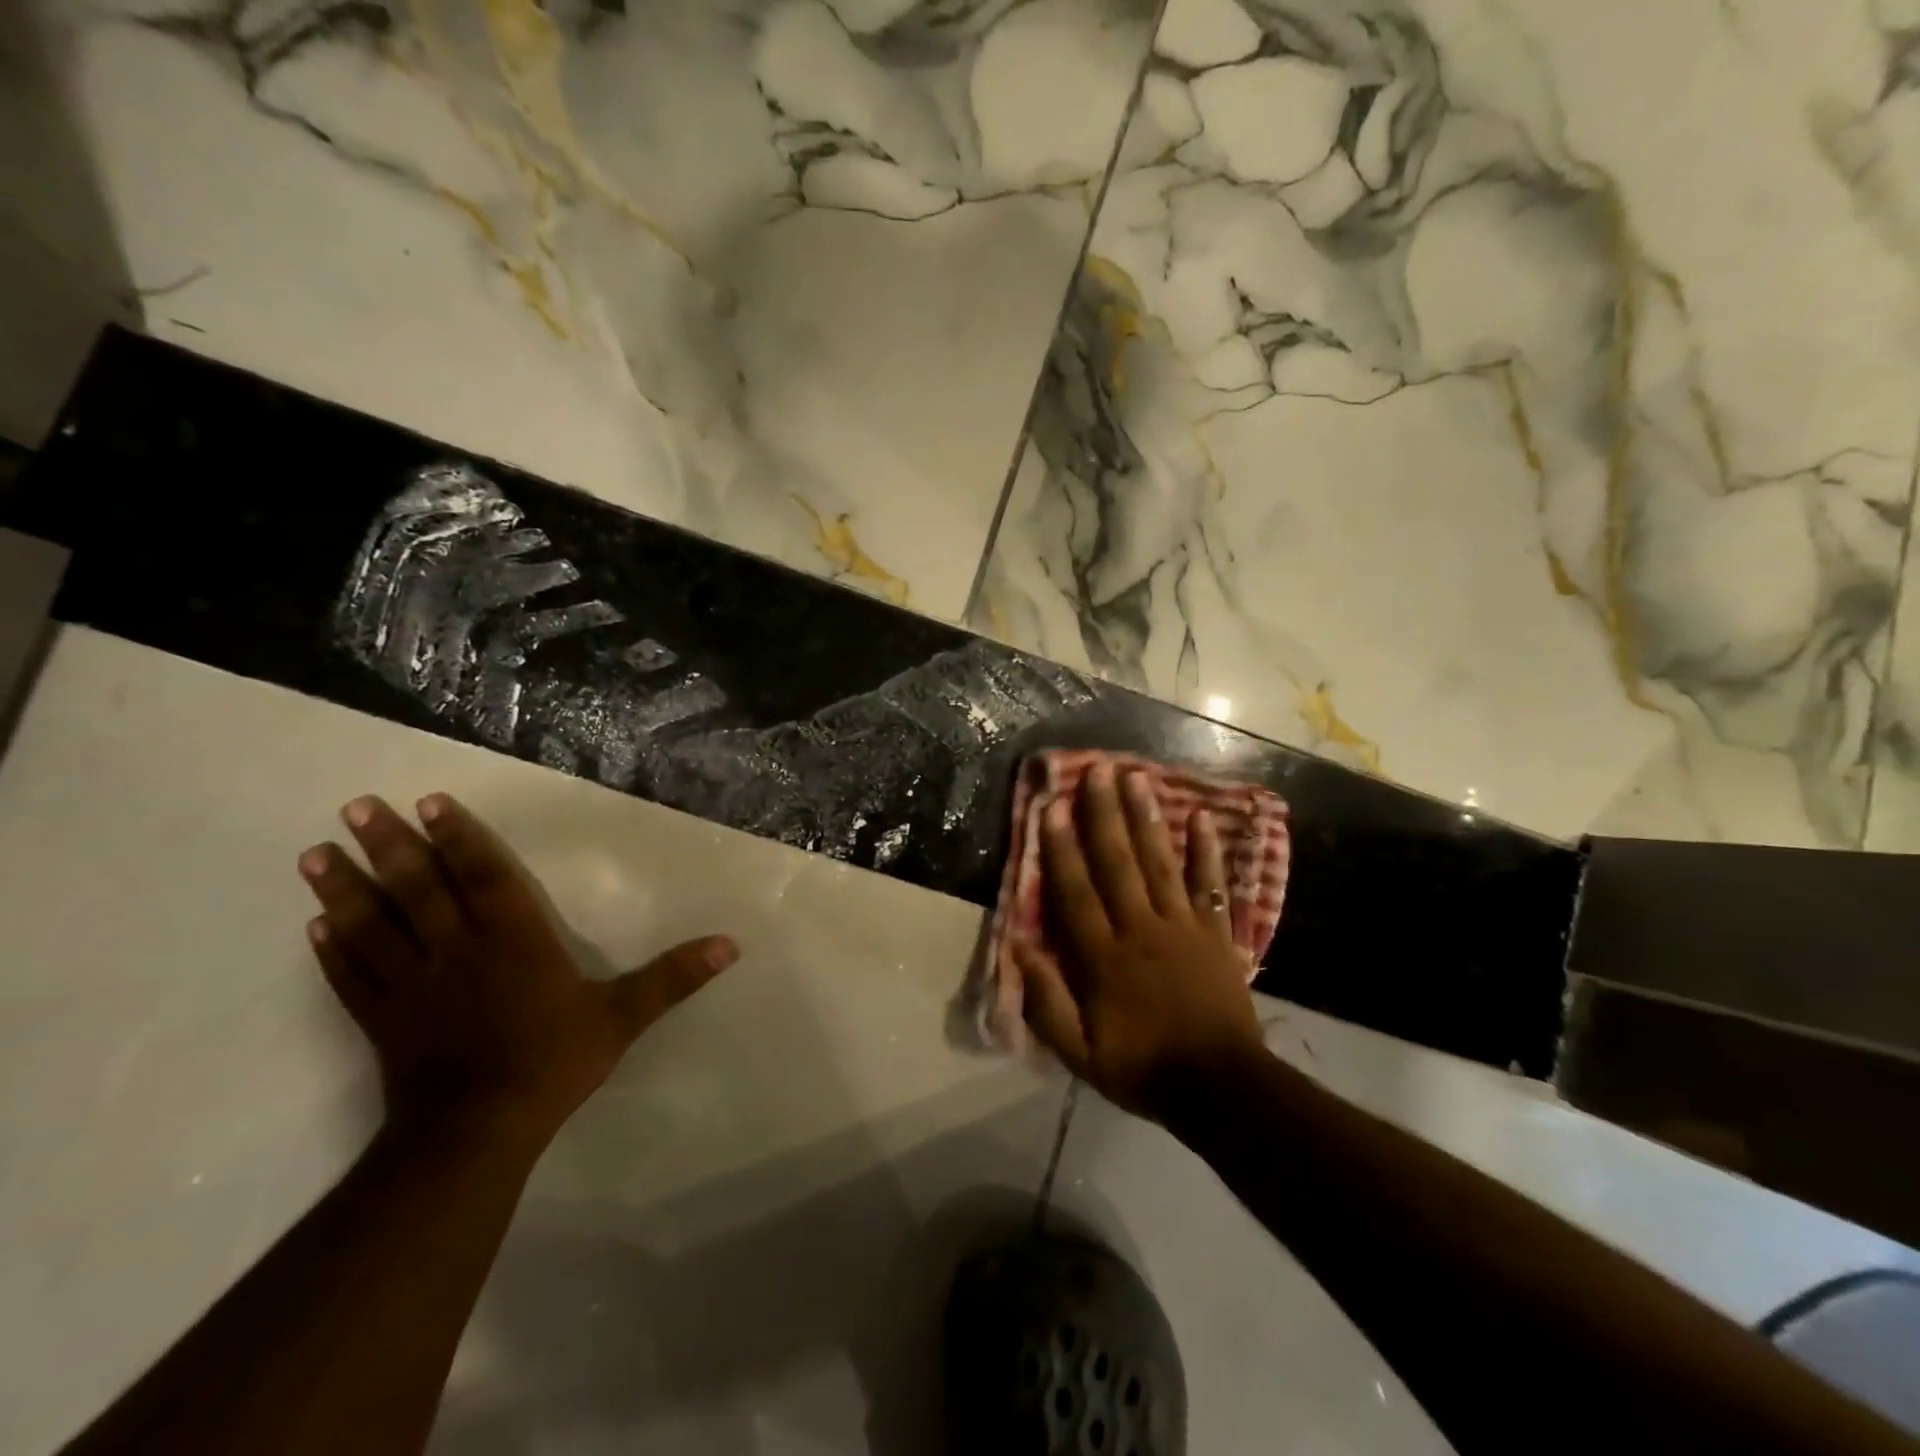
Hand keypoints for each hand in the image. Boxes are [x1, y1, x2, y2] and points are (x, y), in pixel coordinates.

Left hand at [299, 793, 737, 1153]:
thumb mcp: (623, 1017)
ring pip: (373, 925)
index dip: (458, 839)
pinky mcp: (382, 1020)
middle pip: (417, 889)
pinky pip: (352, 976)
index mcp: (513, 940)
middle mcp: (456, 950)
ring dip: (345, 887)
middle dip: (389, 845)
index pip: (482, 877)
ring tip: (316, 852)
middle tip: (357, 806)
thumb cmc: (551, 1063)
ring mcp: (411, 985)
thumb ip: (672, 978)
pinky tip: (315, 926)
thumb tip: (731, 944)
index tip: (431, 803)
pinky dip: (332, 949)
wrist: (475, 1132)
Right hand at [1011, 761, 1266, 1119]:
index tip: (1052, 807)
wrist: (1221, 1088)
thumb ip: (1047, 1003)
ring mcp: (1183, 927)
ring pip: (1160, 863)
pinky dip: (1207, 851)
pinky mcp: (1216, 933)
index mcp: (1104, 958)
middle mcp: (1141, 930)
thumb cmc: (1143, 1069)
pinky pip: (1211, 885)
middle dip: (1104, 814)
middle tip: (1097, 771)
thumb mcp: (1080, 1054)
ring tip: (1136, 778)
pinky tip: (1202, 818)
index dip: (1061, 848)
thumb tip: (1017, 949)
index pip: (1077, 892)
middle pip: (1118, 864)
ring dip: (1146, 818)